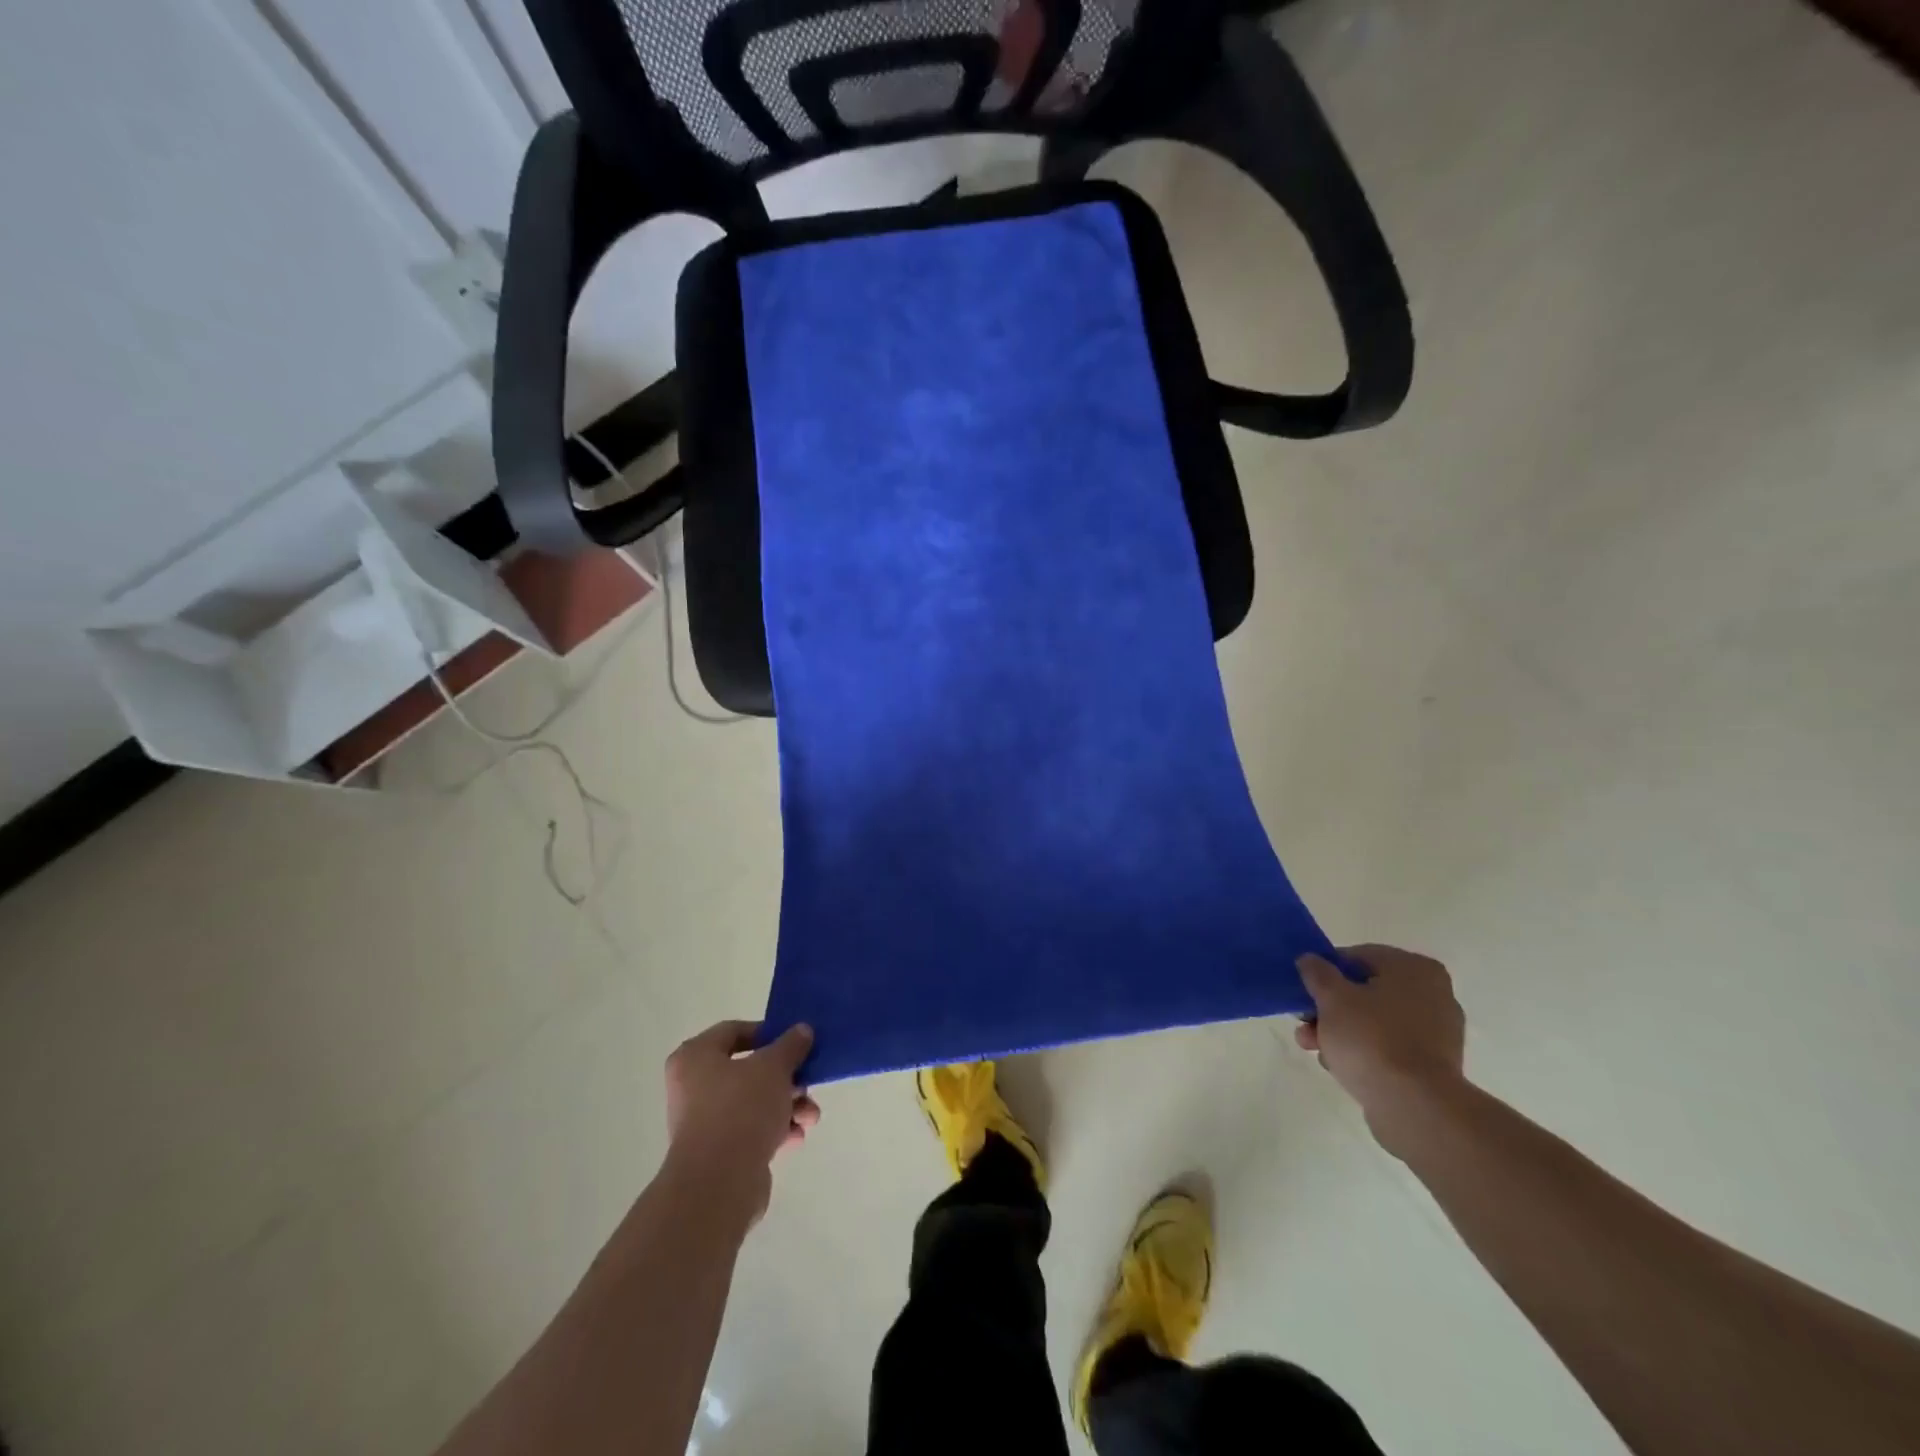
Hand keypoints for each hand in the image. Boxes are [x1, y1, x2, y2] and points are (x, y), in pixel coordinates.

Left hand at [663, 1020, 820, 1224]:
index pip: (733, 1031)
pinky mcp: (718, 1154)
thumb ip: (790, 1045)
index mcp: (695, 1057)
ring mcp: (704, 1123)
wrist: (718, 1184)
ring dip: (787, 1106)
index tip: (794, 1042)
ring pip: (754, 1103)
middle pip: (749, 1070)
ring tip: (811, 1117)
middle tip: (808, 1082)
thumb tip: (802, 1030)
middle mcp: (693, 1087)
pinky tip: (796, 1137)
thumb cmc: (740, 1109)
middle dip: (785, 1078)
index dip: (767, 1033)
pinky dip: (775, 1131)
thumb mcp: (774, 1066)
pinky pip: (751, 1132)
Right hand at [1295, 945, 1466, 1153]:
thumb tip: (1310, 959)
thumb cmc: (1372, 1039)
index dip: (1326, 971)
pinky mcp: (1432, 1065)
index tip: (1305, 990)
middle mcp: (1433, 994)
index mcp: (1415, 969)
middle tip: (1304, 1022)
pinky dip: (1363, 1051)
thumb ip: (1317, 973)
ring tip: (1314, 1048)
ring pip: (1374, 1021)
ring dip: (1340, 1031)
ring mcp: (1436, 1033)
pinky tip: (1339, 1065)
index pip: (1358, 956)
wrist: (1414, 1107)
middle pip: (1365, 991)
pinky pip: (1388, 1047)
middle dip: (1329, 1007)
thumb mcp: (1332, 997)